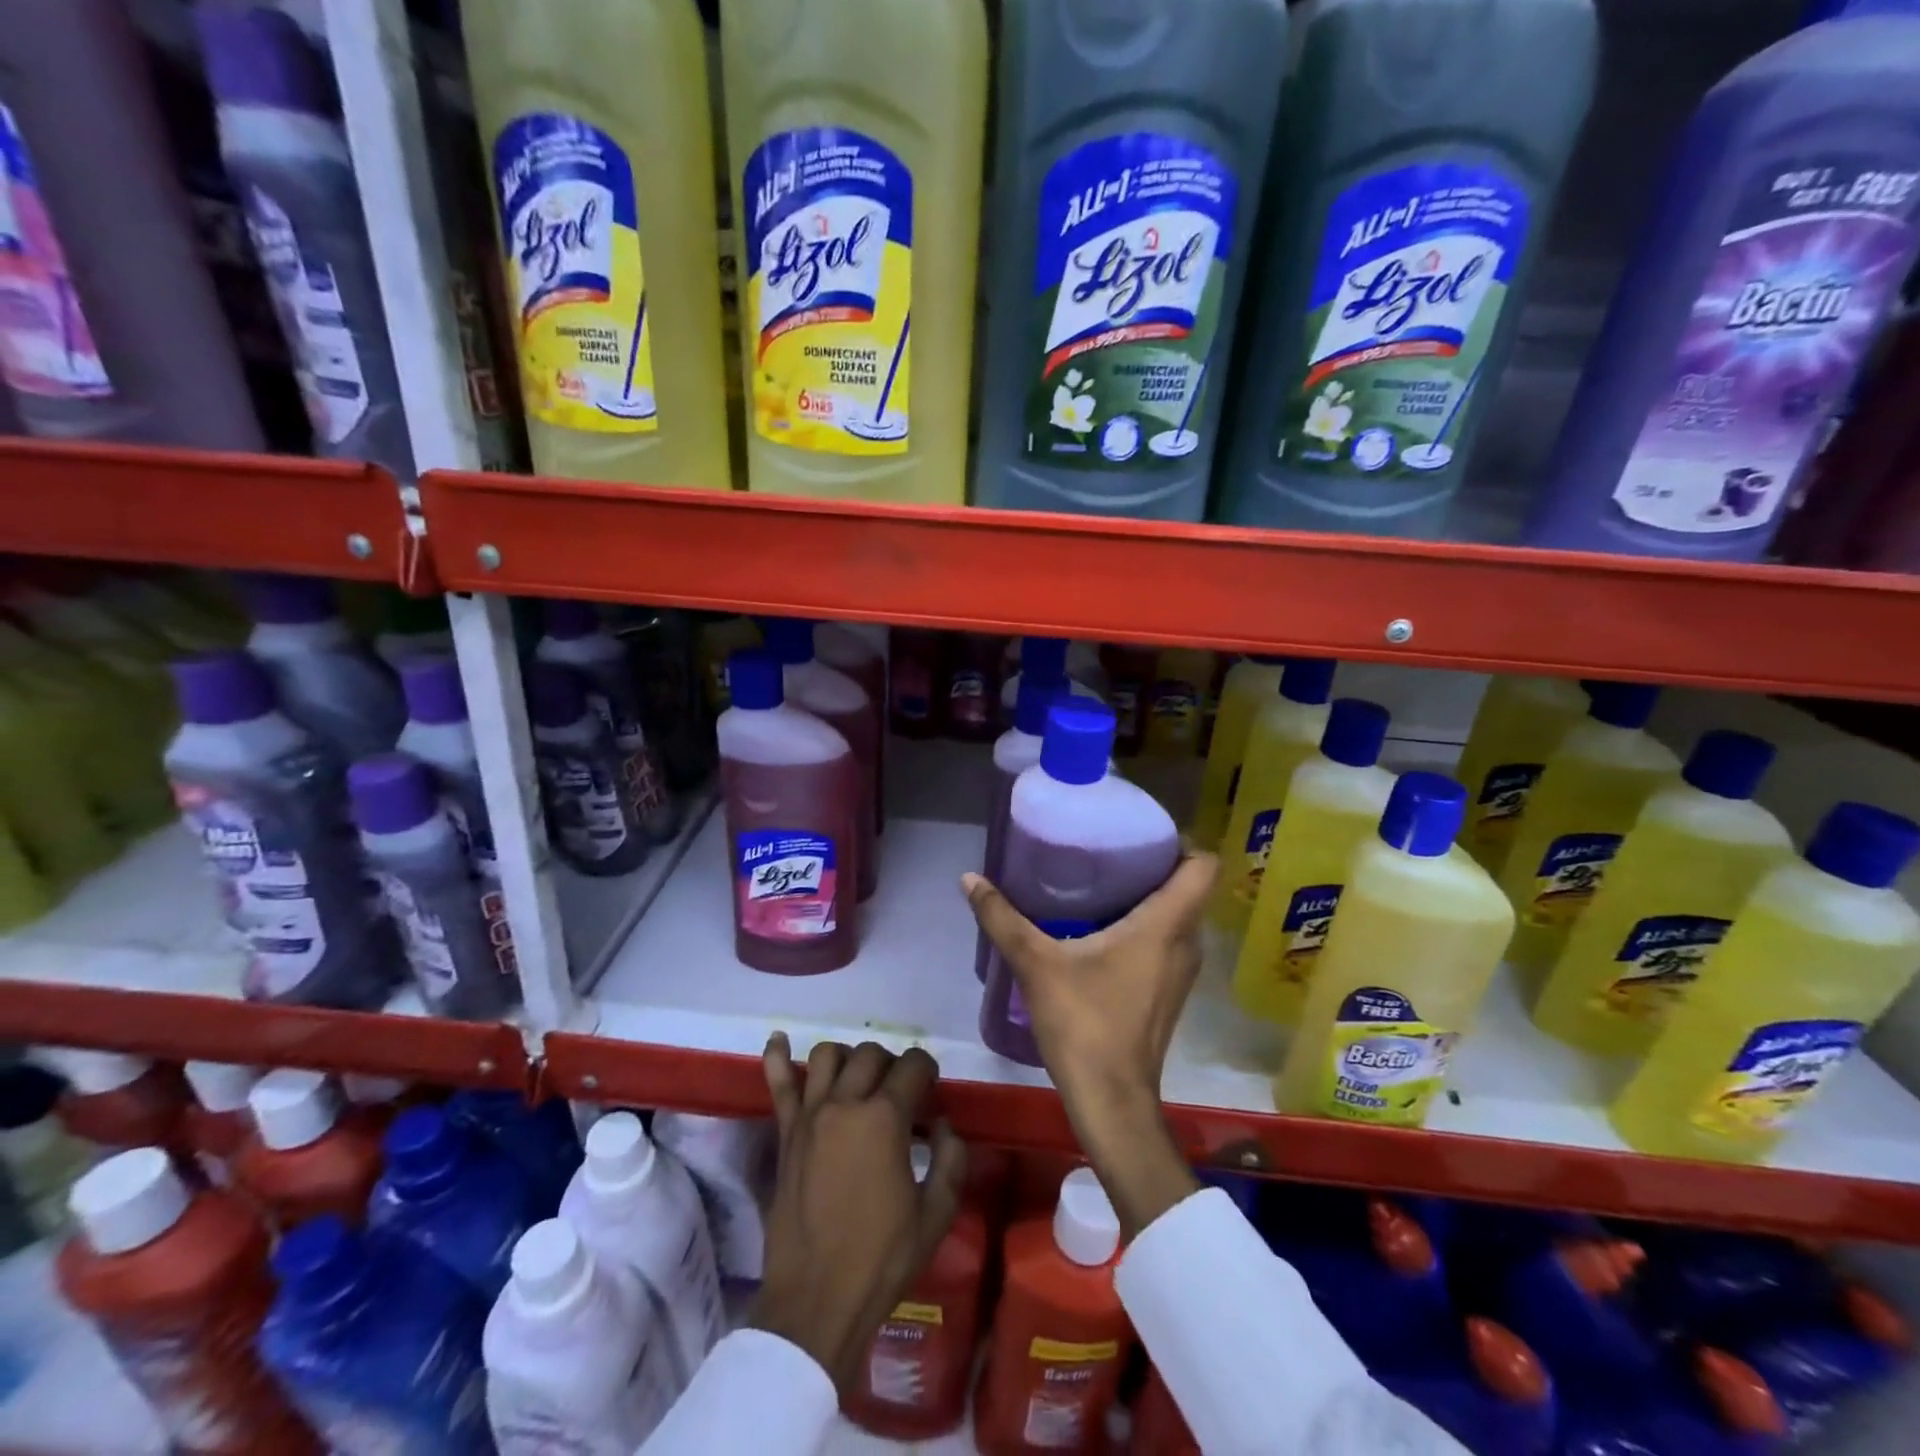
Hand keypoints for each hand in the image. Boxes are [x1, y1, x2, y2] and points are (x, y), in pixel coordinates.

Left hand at [748, 1034, 966, 1387]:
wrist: (816, 1302)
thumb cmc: (882, 1259)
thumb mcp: (935, 1214)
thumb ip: (950, 1159)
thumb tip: (942, 1126)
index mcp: (885, 1118)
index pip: (912, 1066)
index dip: (927, 1071)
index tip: (931, 1090)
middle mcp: (845, 1104)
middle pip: (871, 1055)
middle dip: (892, 1065)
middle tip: (901, 1093)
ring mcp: (809, 1115)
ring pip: (828, 1055)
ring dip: (849, 1059)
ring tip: (859, 1080)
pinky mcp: (786, 1134)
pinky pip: (778, 1084)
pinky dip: (778, 1057)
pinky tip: (779, 1040)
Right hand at [964, 851, 1217, 1236]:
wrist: (1112, 1101)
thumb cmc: (1084, 1024)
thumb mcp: (1036, 964)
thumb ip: (1002, 918)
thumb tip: (969, 877)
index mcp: (1166, 925)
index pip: (1202, 865)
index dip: (1180, 841)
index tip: (1140, 832)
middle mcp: (1185, 943)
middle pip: (1188, 887)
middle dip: (1154, 863)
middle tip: (1108, 849)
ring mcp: (1181, 972)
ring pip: (1178, 916)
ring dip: (1150, 896)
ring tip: (1102, 882)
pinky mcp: (1169, 993)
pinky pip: (1168, 941)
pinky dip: (1146, 926)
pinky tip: (1102, 929)